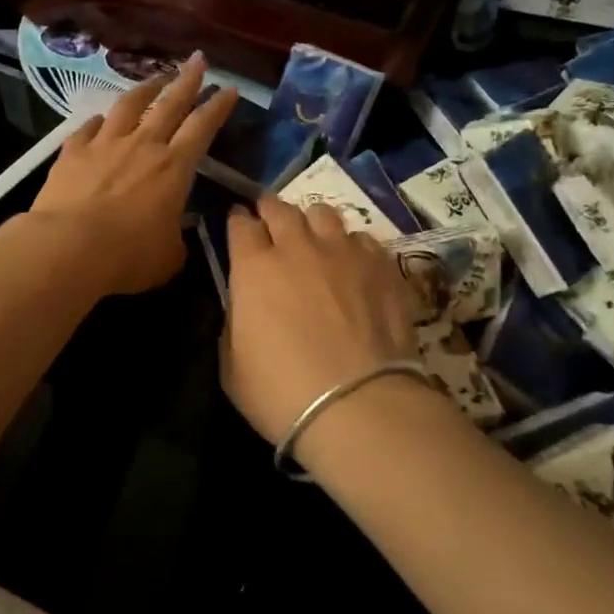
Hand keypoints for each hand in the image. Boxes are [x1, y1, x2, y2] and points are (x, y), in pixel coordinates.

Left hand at [29, 54, 239, 294]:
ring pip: (129, 105)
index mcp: (174, 168)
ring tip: (155, 78)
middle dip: (188, 80)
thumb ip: (176, 239)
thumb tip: (175, 234)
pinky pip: (88, 128)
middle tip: (197, 59)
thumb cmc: (127, 255)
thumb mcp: (168, 256)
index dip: (218, 107)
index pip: (203, 127)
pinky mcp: (73, 152)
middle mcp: (143, 145)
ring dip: (145, 88)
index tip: (229, 89)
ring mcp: (105, 144)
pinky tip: (99, 119)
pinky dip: (98, 121)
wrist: (68, 247)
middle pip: (170, 104)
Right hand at [222, 196, 422, 445]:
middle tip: (270, 223)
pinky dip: (351, 246)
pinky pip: (362, 239)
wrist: (358, 405)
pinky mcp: (381, 264)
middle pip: (279, 208)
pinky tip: (353, 265)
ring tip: (314, 238)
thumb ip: (234, 325)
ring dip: (312, 222)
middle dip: (270, 211)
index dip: (237, 222)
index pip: (239, 225)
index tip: (238, 225)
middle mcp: (297, 247)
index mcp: (254, 268)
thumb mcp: (232, 367)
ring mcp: (343, 251)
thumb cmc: (282, 393)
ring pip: (323, 213)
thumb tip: (244, 308)